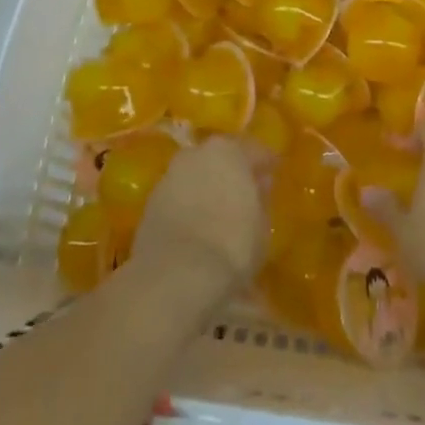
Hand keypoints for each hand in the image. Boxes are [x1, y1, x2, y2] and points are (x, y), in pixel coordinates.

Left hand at [131, 137, 263, 294]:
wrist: (175, 275)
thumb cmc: (232, 244)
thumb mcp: (262, 225)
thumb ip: (261, 199)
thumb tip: (260, 185)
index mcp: (228, 150)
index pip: (254, 150)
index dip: (266, 163)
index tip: (275, 172)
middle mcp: (196, 154)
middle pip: (220, 158)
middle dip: (232, 172)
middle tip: (246, 191)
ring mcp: (169, 177)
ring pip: (196, 176)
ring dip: (207, 188)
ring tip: (220, 211)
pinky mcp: (149, 204)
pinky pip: (179, 198)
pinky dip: (189, 206)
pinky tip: (198, 225)